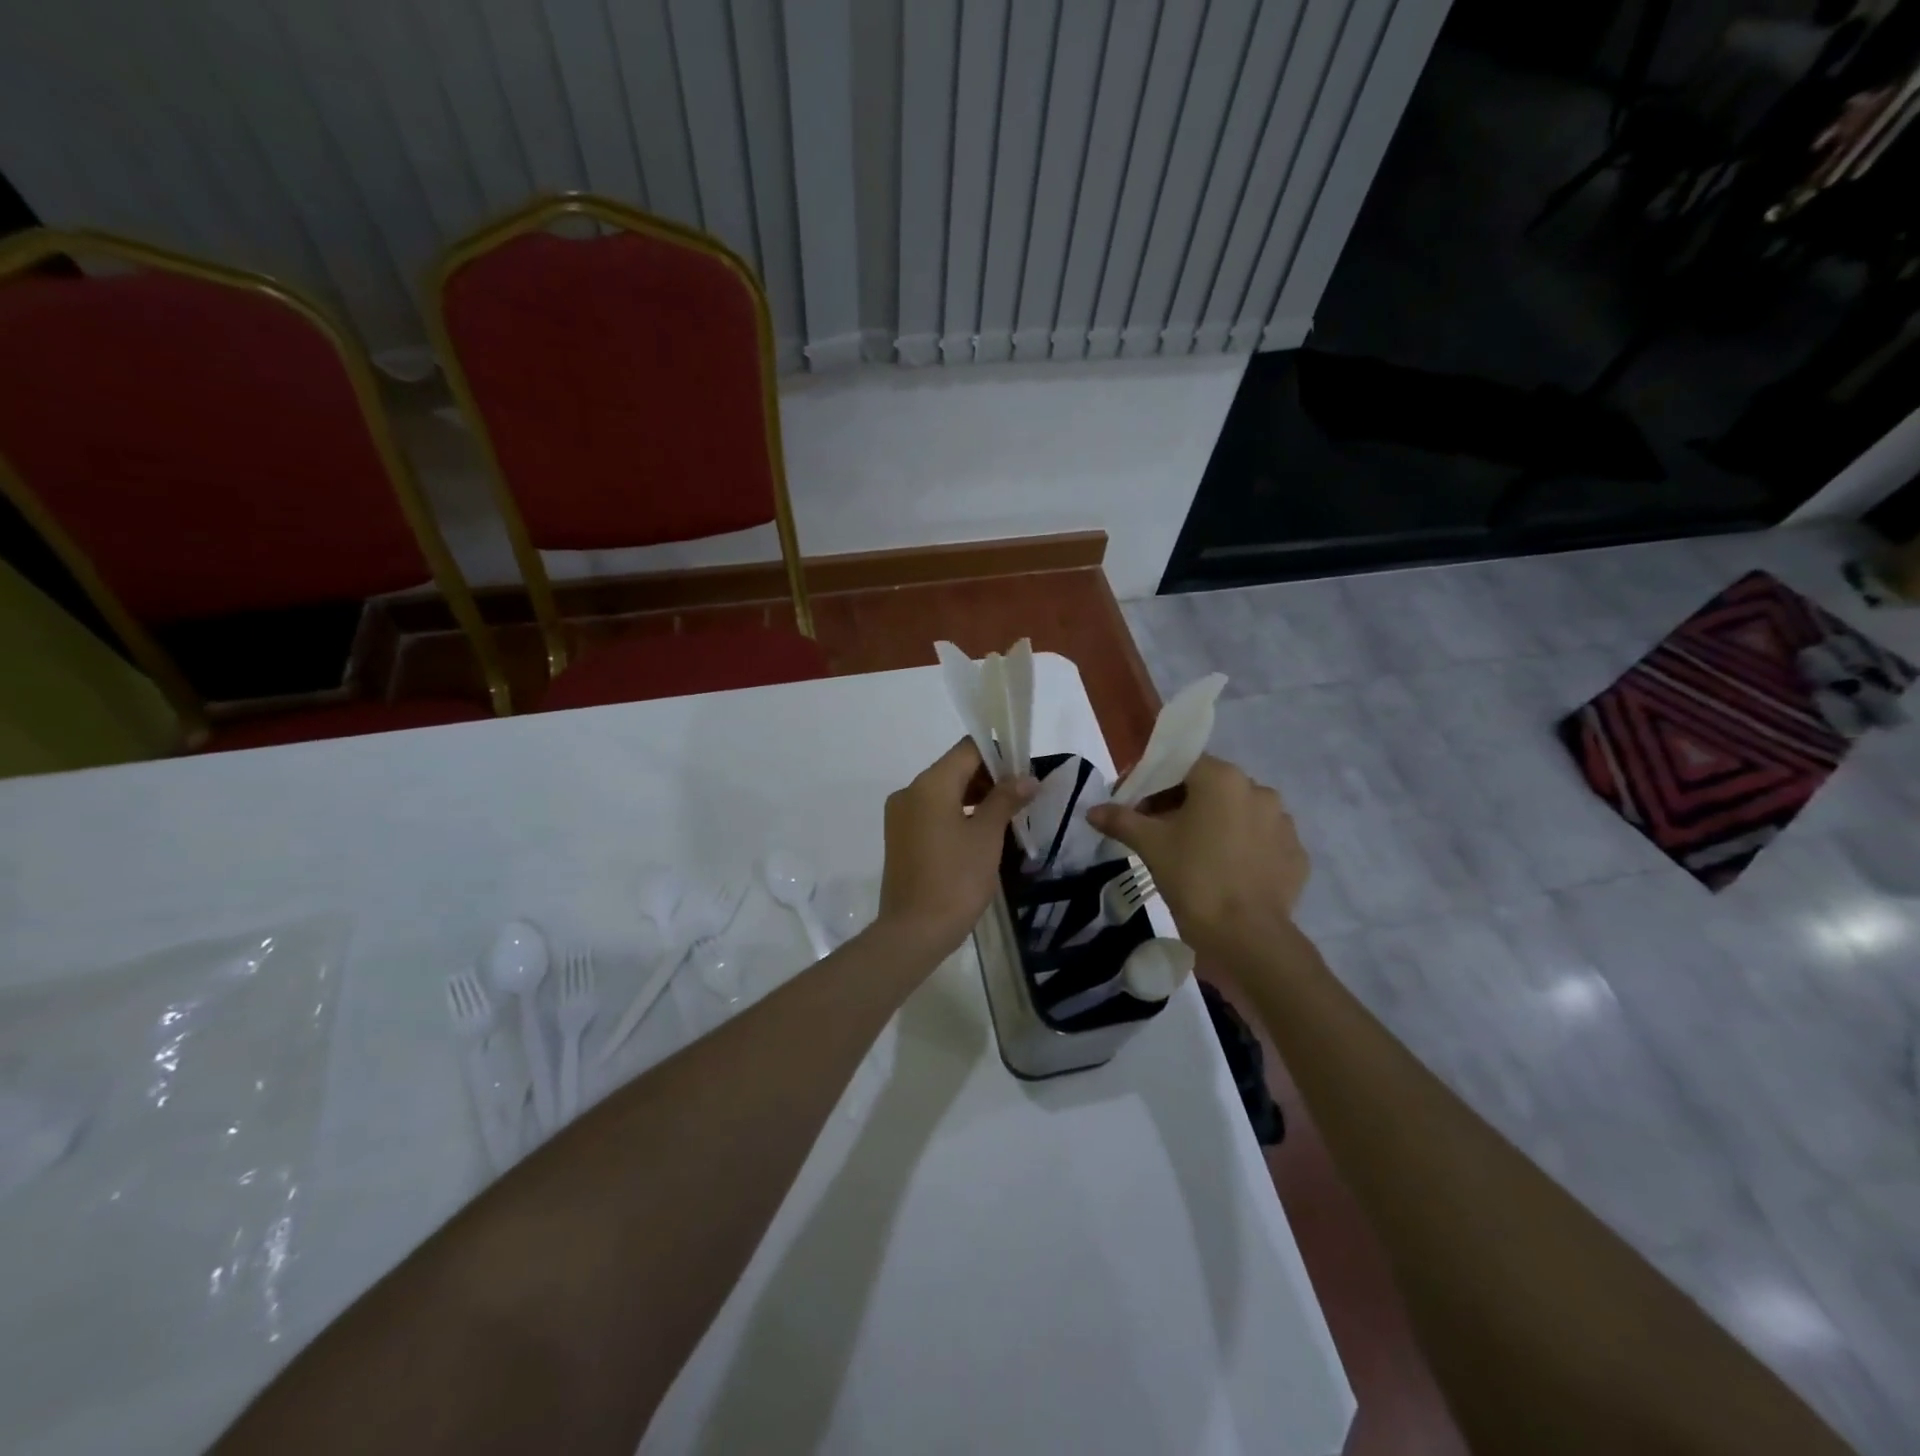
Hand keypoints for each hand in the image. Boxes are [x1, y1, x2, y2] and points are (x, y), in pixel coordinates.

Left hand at [877, 740, 1037, 957]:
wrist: (914, 931)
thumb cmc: (956, 879)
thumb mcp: (987, 836)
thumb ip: (1006, 799)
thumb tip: (1027, 777)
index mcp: (929, 784)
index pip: (967, 750)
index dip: (998, 754)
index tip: (1025, 770)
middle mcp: (909, 791)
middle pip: (954, 769)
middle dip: (989, 777)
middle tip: (1023, 795)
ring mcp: (901, 816)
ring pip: (944, 792)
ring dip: (975, 797)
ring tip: (1008, 814)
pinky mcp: (901, 837)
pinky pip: (933, 812)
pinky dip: (957, 813)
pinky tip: (982, 832)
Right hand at [1086, 754, 1306, 958]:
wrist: (1247, 936)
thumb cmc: (1194, 878)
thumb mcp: (1150, 845)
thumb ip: (1121, 820)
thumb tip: (1093, 811)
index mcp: (1223, 779)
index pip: (1181, 765)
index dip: (1154, 783)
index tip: (1137, 809)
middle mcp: (1259, 790)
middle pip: (1211, 787)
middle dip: (1182, 804)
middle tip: (1159, 833)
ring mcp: (1283, 823)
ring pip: (1238, 813)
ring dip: (1215, 824)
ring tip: (1194, 855)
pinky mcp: (1295, 854)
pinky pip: (1260, 840)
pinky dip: (1241, 848)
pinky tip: (1224, 871)